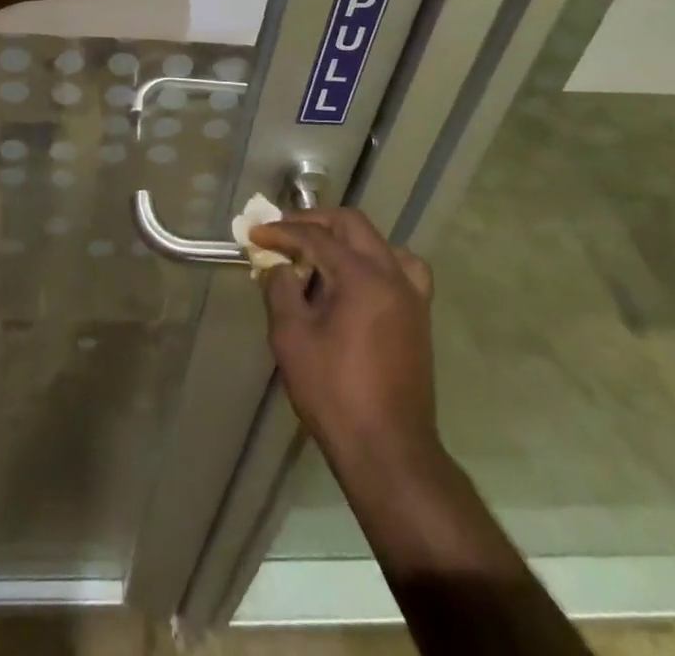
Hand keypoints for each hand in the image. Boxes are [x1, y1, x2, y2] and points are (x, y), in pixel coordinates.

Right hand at [253, 209, 439, 473]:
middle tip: (284, 233)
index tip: (255, 234)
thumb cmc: (334, 393)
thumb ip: (281, 290)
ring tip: (321, 254)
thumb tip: (280, 266)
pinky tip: (359, 281)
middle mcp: (392, 275)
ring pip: (380, 242)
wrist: (388, 451)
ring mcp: (411, 295)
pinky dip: (377, 261)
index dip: (282, 232)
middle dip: (315, 222)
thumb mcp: (291, 338)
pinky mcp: (419, 316)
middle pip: (352, 225)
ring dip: (347, 238)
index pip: (316, 237)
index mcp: (361, 276)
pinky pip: (402, 269)